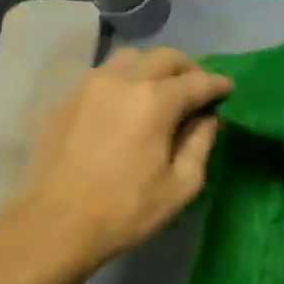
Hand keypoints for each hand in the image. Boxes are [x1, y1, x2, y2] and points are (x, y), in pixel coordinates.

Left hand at [0, 47, 231, 279]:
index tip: (229, 90)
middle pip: (165, 57)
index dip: (219, 85)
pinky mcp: (66, 99)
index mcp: (155, 100)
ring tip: (160, 93)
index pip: (198, 81)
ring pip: (130, 58)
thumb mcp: (181, 185)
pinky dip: (124, 82)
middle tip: (197, 90)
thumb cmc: (125, 209)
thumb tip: (208, 118)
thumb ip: (201, 143)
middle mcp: (123, 80)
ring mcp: (89, 85)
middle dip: (188, 69)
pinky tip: (126, 107)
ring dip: (153, 69)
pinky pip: (103, 76)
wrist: (54, 225)